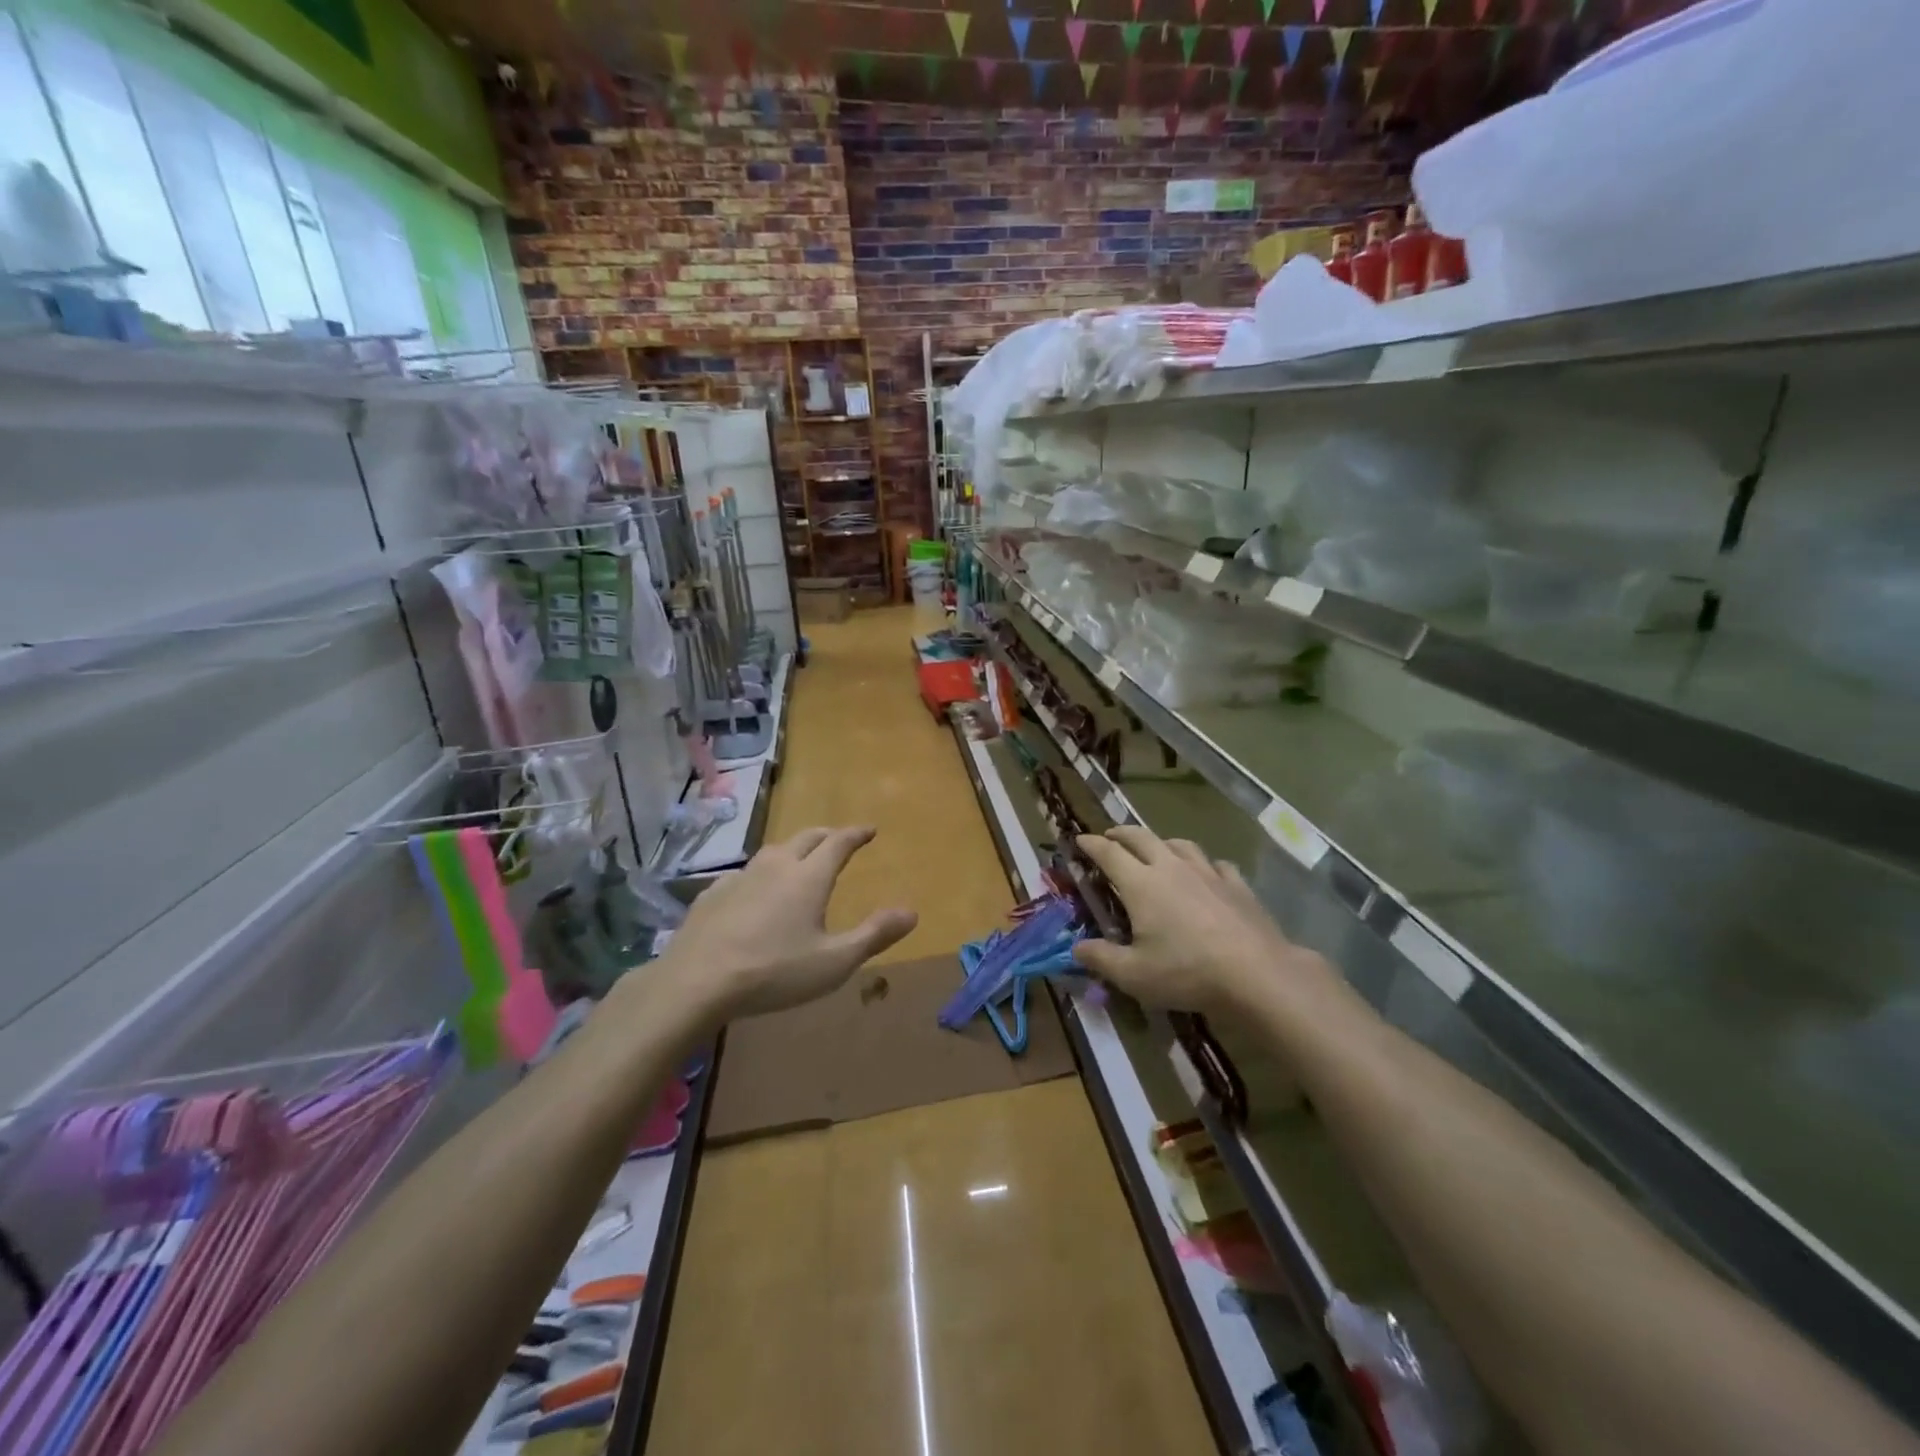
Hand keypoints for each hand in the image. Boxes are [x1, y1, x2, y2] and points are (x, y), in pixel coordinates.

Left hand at [656, 827, 916, 1020]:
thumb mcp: (834, 961)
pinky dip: (760, 874)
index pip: (839, 842)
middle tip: (839, 840)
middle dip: (827, 835)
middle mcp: (777, 866)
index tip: (869, 829)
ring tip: (799, 860)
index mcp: (809, 877)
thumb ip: (874, 934)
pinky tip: (754, 890)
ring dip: (793, 849)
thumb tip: (912, 911)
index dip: (857, 834)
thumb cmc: (774, 972)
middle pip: (806, 837)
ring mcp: (741, 877)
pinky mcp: (713, 893)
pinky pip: (745, 873)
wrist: (697, 981)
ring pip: (773, 851)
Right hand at [1072, 827, 1332, 1016]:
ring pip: (1179, 844)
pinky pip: (1216, 864)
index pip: (1109, 853)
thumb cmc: (1186, 971)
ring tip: (1156, 849)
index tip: (1079, 840)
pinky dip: (1203, 863)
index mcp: (1140, 884)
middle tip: (1110, 836)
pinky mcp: (1237, 884)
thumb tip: (1076, 948)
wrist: (1256, 973)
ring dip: (1161, 842)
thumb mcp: (1133, 975)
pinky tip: (1207, 873)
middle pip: (1141, 837)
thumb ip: (1101, 959)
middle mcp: (1171, 867)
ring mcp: (1207, 872)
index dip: (1091, 844)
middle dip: (1121, 833)